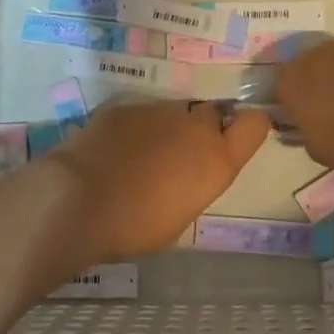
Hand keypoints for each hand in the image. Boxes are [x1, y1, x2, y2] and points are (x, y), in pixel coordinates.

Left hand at [49, 100, 270, 267]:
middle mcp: (195, 126)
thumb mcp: (180, 217)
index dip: (249, 128)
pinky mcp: (125, 106)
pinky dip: (134, 130)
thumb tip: (185, 175)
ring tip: (140, 159)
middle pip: (213, 115)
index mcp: (217, 160)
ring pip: (174, 114)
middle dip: (202, 131)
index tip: (235, 140)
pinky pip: (141, 115)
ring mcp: (158, 111)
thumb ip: (193, 185)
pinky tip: (114, 152)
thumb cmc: (135, 226)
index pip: (255, 124)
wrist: (78, 199)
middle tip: (179, 158)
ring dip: (166, 131)